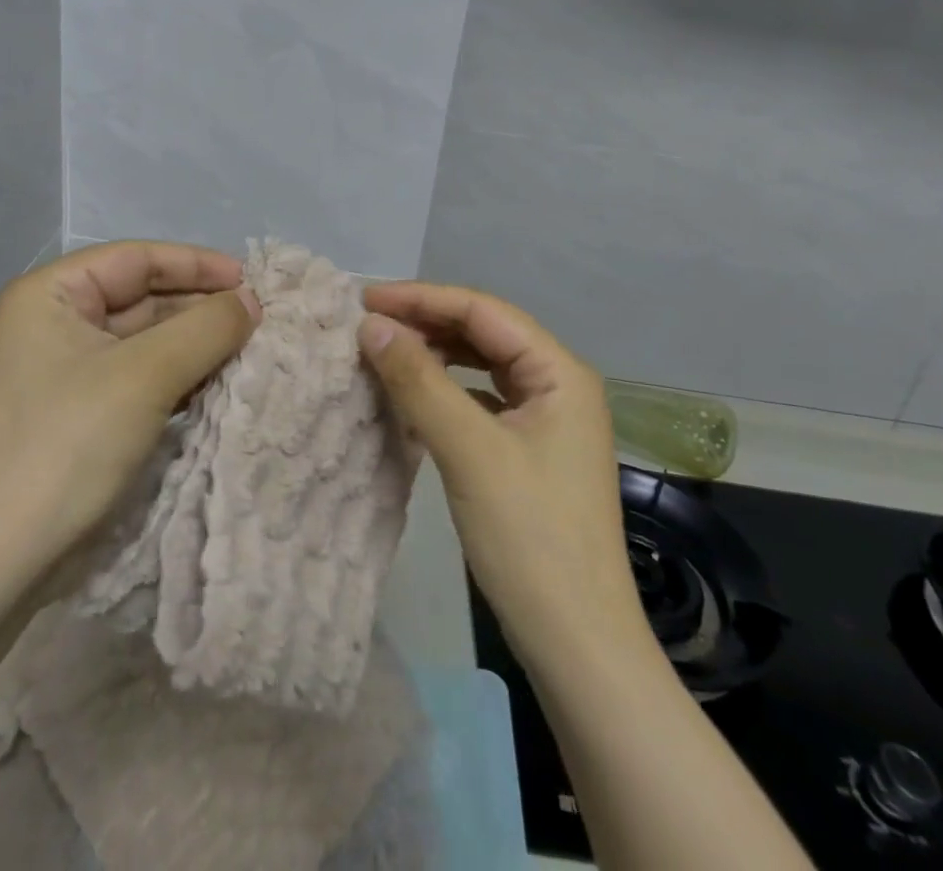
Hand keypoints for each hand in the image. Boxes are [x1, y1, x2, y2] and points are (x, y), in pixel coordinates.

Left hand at [0, 241, 259, 588]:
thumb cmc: (69, 441)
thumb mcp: (146, 374)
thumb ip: (206, 328)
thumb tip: (251, 301)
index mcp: (50, 295)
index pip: (136, 260)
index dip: (197, 265)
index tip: (251, 280)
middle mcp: (52, 324)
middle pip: (140, 299)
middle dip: (199, 308)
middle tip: (259, 320)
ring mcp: (62, 373)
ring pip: (142, 342)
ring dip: (193, 345)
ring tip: (248, 350)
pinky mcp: (75, 415)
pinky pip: (135, 379)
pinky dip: (175, 379)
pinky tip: (215, 386)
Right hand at [358, 282, 644, 664]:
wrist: (577, 644)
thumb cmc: (529, 537)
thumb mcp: (468, 450)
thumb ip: (418, 380)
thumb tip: (369, 325)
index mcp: (559, 371)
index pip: (482, 311)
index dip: (422, 299)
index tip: (364, 299)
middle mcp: (558, 384)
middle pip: (484, 333)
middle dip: (426, 323)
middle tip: (367, 324)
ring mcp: (546, 419)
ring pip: (481, 366)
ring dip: (434, 354)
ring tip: (383, 351)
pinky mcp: (530, 450)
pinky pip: (481, 400)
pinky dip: (445, 391)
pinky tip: (413, 396)